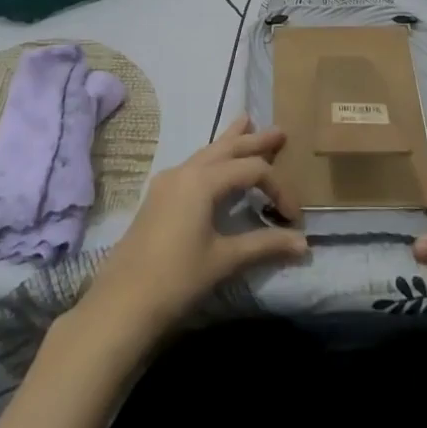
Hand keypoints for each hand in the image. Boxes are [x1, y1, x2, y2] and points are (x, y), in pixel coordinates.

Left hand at [76, 116, 307, 349]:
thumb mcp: (225, 260)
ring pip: (206, 153)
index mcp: (202, 180)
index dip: (277, 188)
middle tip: (279, 131)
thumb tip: (304, 244)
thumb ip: (265, 245)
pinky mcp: (158, 198)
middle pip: (226, 148)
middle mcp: (184, 172)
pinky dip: (212, 158)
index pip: (251, 170)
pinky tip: (214, 163)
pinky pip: (192, 166)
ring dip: (230, 142)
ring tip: (246, 123)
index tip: (292, 217)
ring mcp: (167, 183)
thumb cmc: (177, 278)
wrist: (122, 304)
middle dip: (254, 140)